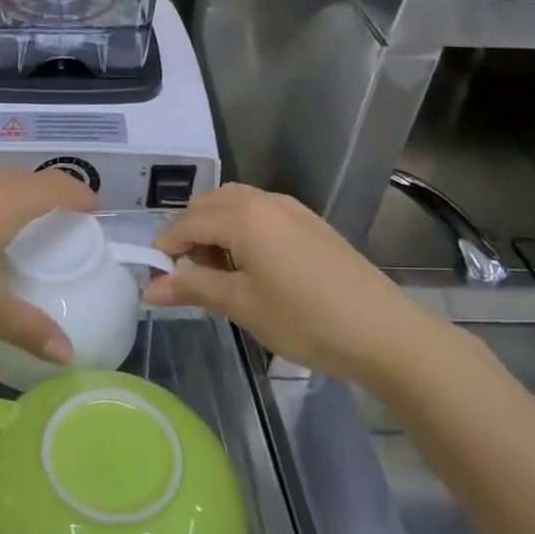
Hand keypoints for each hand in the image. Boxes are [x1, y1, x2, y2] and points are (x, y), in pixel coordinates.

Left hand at [0, 170, 97, 360]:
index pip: (52, 187)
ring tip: (18, 221)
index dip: (78, 194)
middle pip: (21, 177)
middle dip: (46, 190)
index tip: (95, 207)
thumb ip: (28, 328)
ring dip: (10, 193)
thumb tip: (67, 354)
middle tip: (61, 215)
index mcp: (1, 205)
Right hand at [144, 183, 436, 380]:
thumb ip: (192, 288)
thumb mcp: (241, 305)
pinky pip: (259, 214)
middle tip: (191, 280)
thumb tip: (148, 288)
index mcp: (242, 215)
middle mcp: (263, 200)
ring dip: (215, 231)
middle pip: (207, 206)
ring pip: (233, 206)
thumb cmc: (305, 319)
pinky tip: (253, 269)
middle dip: (188, 237)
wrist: (386, 333)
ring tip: (221, 275)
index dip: (164, 252)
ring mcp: (290, 208)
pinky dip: (241, 232)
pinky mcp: (309, 223)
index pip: (185, 223)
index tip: (156, 283)